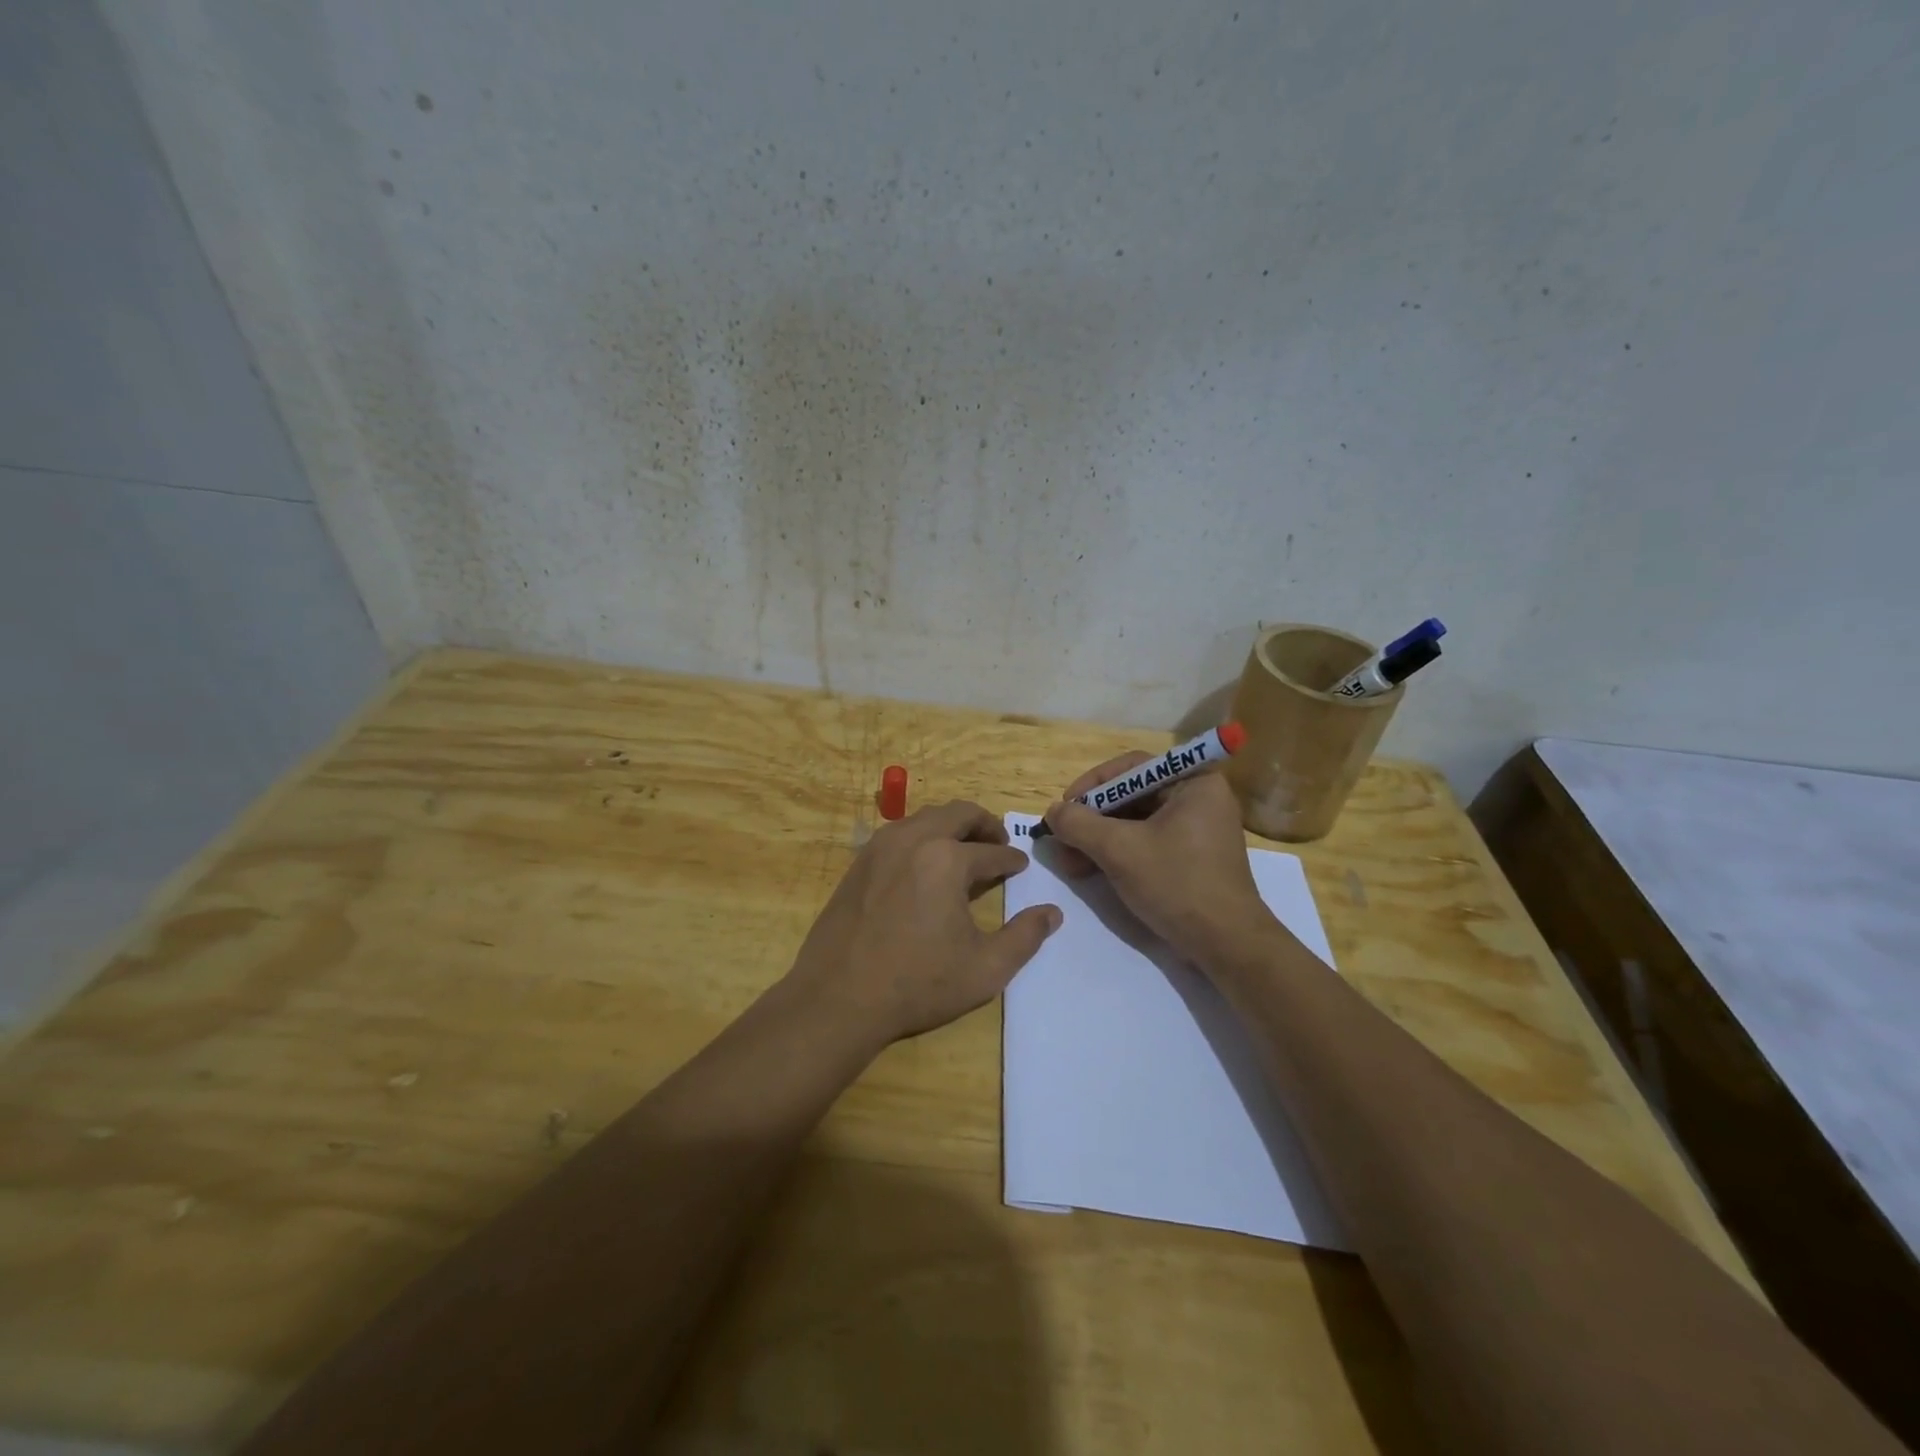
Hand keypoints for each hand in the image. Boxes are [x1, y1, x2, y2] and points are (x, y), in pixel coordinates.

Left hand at [784, 800, 1060, 1047]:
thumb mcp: (985, 969)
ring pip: (926, 817)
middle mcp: (914, 839)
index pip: (992, 851)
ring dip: (952, 826)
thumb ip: (1025, 937)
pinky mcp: (859, 862)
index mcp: (947, 859)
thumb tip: (1052, 913)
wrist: (838, 997)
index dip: (1012, 859)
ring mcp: (881, 846)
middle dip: (985, 825)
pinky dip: (922, 837)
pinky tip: (926, 865)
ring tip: (965, 850)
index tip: (1021, 866)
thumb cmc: (917, 983)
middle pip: (958, 813)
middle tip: (999, 842)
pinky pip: (900, 833)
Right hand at [1043, 755, 1277, 966]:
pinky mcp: (1191, 859)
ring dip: (1098, 840)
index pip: (1131, 768)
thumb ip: (1079, 824)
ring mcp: (1197, 831)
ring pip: (1135, 823)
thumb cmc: (1177, 884)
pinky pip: (1146, 843)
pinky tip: (1090, 871)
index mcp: (1194, 783)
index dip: (1092, 785)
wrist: (1226, 945)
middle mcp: (1199, 799)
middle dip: (1092, 819)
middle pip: (1131, 796)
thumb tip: (1053, 812)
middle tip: (1062, 839)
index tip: (1065, 807)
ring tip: (1069, 863)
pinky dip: (1117, 854)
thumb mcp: (1119, 849)